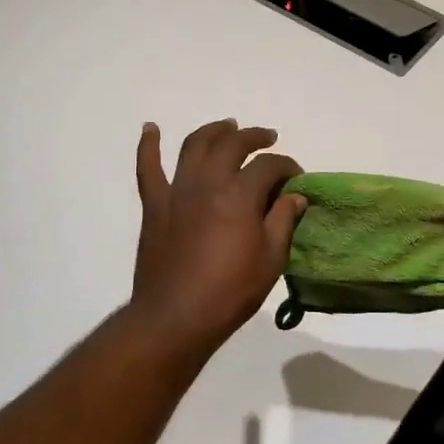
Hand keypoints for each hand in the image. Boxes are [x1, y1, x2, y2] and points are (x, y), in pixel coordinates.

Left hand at [130, 119, 306, 352]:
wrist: (176, 317)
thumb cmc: (230, 292)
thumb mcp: (271, 259)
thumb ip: (283, 221)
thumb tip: (296, 196)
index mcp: (240, 195)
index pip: (269, 166)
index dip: (287, 166)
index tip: (296, 178)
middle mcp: (208, 182)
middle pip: (232, 144)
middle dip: (254, 137)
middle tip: (268, 138)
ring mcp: (177, 191)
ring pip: (194, 145)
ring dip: (213, 130)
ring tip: (227, 126)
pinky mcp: (154, 205)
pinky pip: (147, 168)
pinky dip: (148, 145)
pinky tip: (151, 128)